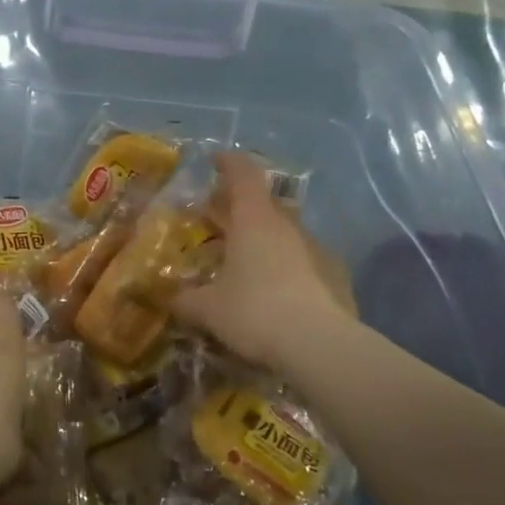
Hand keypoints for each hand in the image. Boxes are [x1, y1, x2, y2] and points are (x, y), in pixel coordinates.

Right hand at [174, 151, 349, 368]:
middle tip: (221, 216)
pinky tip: (276, 288)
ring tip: (246, 256)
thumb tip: (170, 299)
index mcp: (254, 221)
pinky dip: (286, 264)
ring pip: (285, 231)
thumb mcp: (208, 309)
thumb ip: (186, 300)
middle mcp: (286, 226)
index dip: (228, 163)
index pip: (243, 174)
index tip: (215, 159)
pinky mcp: (334, 275)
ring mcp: (315, 249)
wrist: (318, 345)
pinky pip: (303, 259)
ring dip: (264, 236)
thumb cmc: (254, 313)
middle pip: (264, 202)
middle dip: (241, 204)